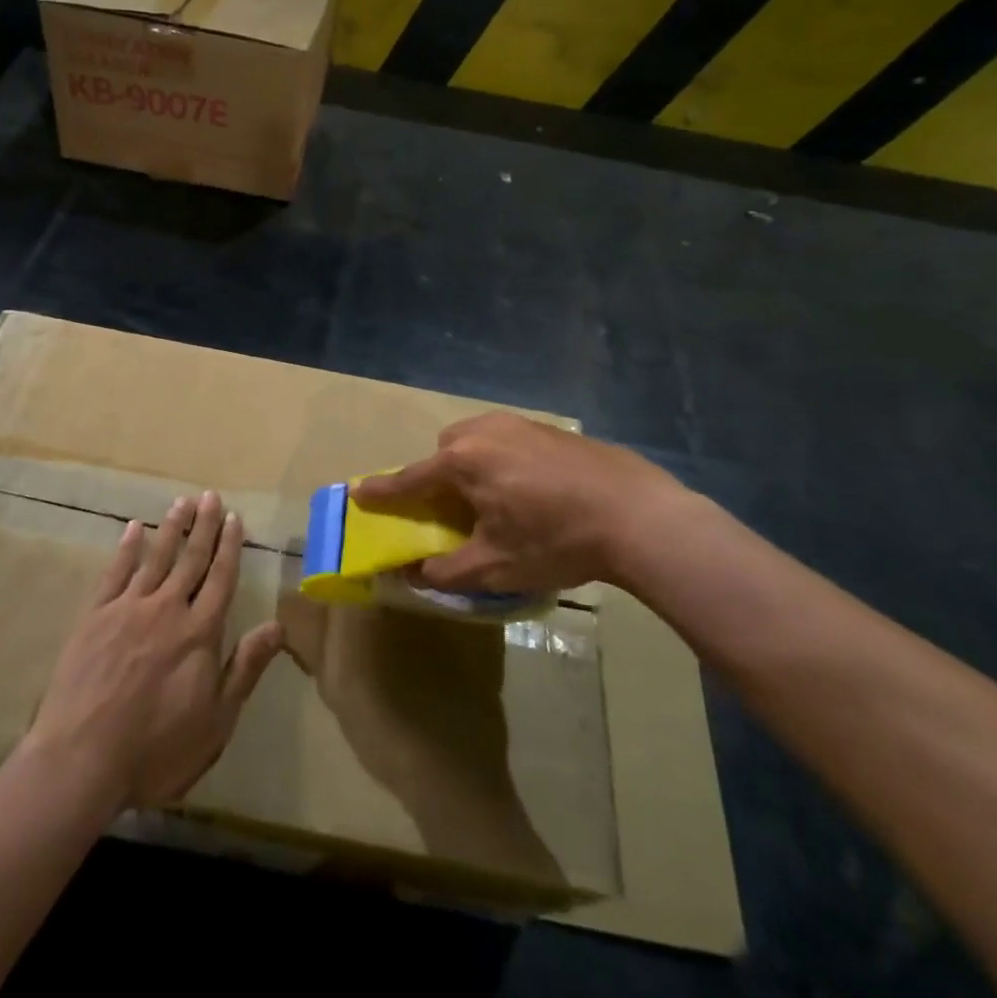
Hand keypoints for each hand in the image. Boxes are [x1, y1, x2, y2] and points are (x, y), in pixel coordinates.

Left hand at [25, 491, 282, 809]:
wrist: (82, 761)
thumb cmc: (156, 750)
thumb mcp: (216, 721)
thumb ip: (245, 668)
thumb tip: (278, 626)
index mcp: (199, 632)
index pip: (220, 579)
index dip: (229, 547)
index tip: (234, 518)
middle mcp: (167, 609)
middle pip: (191, 559)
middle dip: (204, 526)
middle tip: (211, 496)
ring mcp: (128, 609)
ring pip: (156, 558)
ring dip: (171, 528)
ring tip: (182, 502)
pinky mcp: (94, 617)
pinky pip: (114, 573)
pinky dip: (126, 549)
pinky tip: (133, 529)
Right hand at [353, 412, 697, 593]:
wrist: (637, 515)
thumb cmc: (555, 541)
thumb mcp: (495, 567)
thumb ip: (445, 571)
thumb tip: (412, 573)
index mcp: (463, 461)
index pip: (410, 478)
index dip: (383, 491)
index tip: (359, 493)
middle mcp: (484, 431)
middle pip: (444, 452)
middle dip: (440, 478)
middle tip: (457, 512)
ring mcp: (520, 424)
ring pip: (477, 440)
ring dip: (472, 465)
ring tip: (497, 500)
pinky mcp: (550, 428)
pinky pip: (508, 439)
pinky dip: (504, 460)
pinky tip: (533, 489)